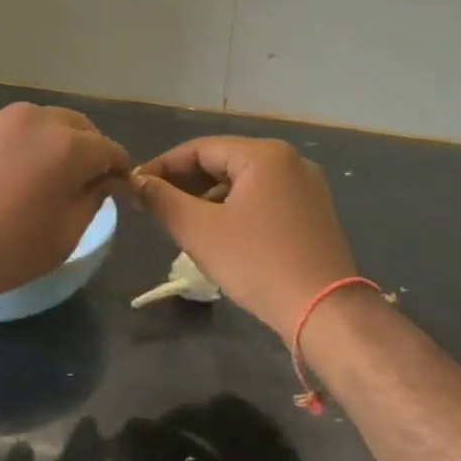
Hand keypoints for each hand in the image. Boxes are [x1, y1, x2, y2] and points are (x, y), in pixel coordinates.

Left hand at [0, 104, 130, 314]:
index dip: (119, 169)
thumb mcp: (64, 235)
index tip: (119, 189)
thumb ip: (93, 198)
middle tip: (82, 180)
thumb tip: (104, 179)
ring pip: (34, 124)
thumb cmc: (4, 252)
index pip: (108, 148)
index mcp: (65, 145)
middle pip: (74, 126)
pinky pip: (0, 133)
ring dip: (47, 144)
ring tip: (36, 178)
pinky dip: (11, 148)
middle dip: (86, 149)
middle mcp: (31, 119)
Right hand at [133, 137, 357, 338]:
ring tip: (180, 222)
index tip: (135, 187)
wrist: (325, 312)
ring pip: (243, 183)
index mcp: (264, 155)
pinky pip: (263, 199)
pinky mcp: (313, 213)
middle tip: (153, 205)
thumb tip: (136, 182)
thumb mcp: (199, 231)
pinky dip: (235, 210)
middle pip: (223, 162)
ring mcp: (306, 187)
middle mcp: (290, 161)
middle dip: (185, 183)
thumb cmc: (258, 263)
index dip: (162, 166)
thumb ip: (162, 200)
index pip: (199, 149)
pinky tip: (217, 233)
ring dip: (208, 198)